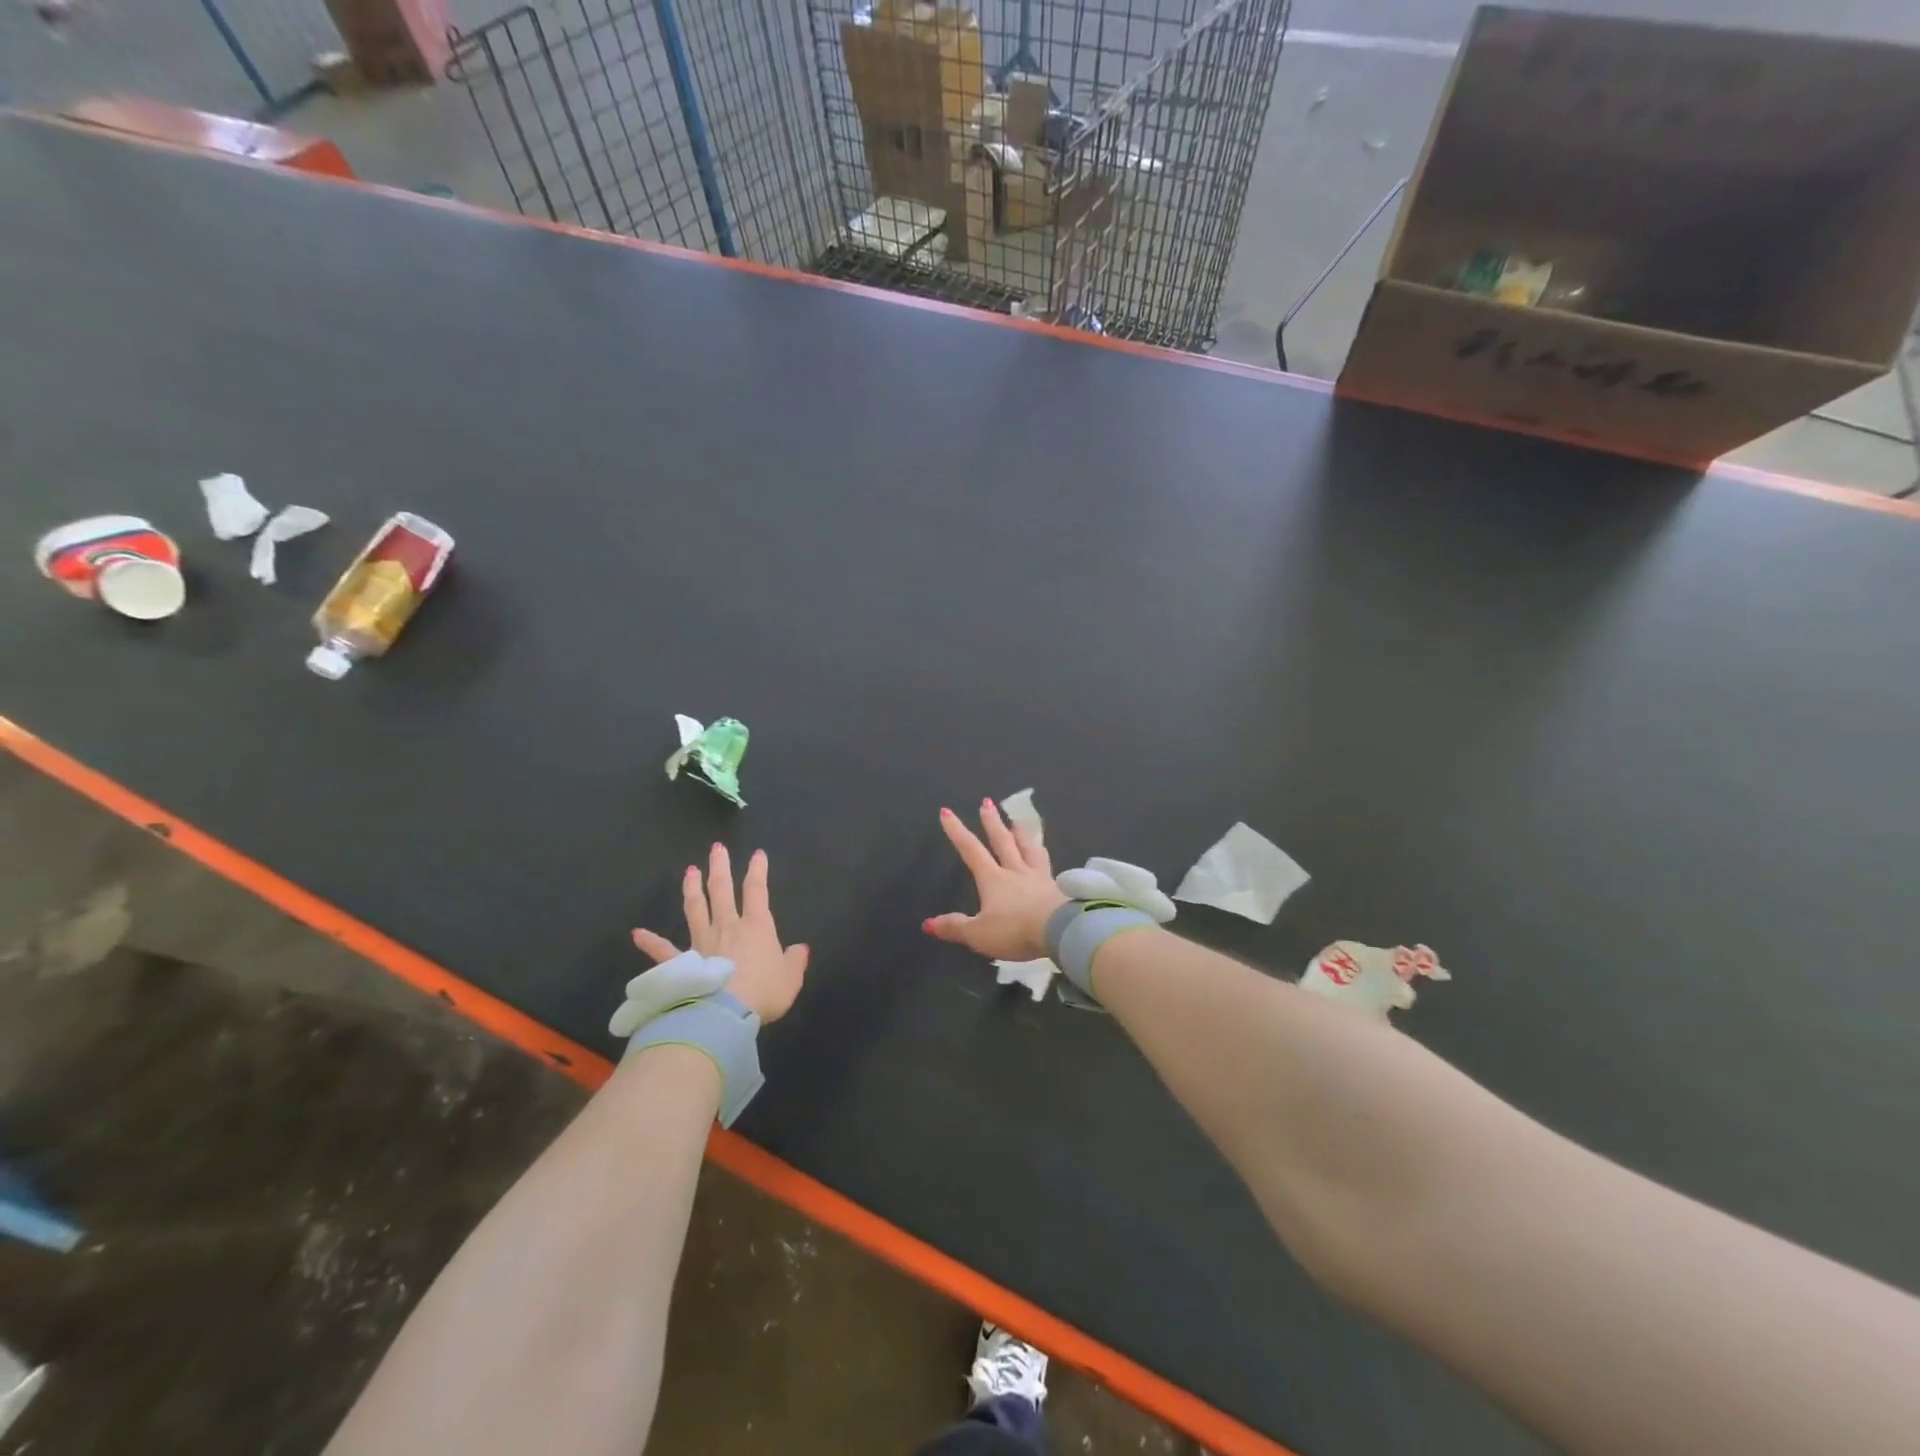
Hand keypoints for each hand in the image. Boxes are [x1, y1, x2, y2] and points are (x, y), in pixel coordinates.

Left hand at [631, 843, 809, 1022]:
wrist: (725, 1014)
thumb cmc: (763, 993)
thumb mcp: (790, 978)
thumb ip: (794, 961)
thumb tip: (800, 949)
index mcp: (756, 927)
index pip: (757, 890)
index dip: (758, 871)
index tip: (757, 854)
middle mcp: (727, 927)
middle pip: (722, 890)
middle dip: (720, 867)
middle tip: (717, 848)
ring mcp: (701, 943)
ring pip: (696, 909)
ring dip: (693, 889)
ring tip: (690, 871)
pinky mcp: (681, 963)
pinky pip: (664, 951)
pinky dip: (650, 942)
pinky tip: (637, 933)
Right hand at [923, 799, 1068, 960]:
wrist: (1060, 931)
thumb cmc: (1015, 930)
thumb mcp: (978, 934)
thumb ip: (955, 927)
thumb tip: (928, 923)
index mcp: (993, 878)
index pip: (970, 850)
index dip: (956, 831)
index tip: (946, 811)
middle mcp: (1015, 871)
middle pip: (1002, 841)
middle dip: (992, 822)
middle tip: (987, 802)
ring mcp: (1038, 877)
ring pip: (1028, 848)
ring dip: (1021, 833)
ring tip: (1018, 822)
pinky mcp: (1057, 887)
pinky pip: (1047, 865)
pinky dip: (1043, 855)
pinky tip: (1044, 855)